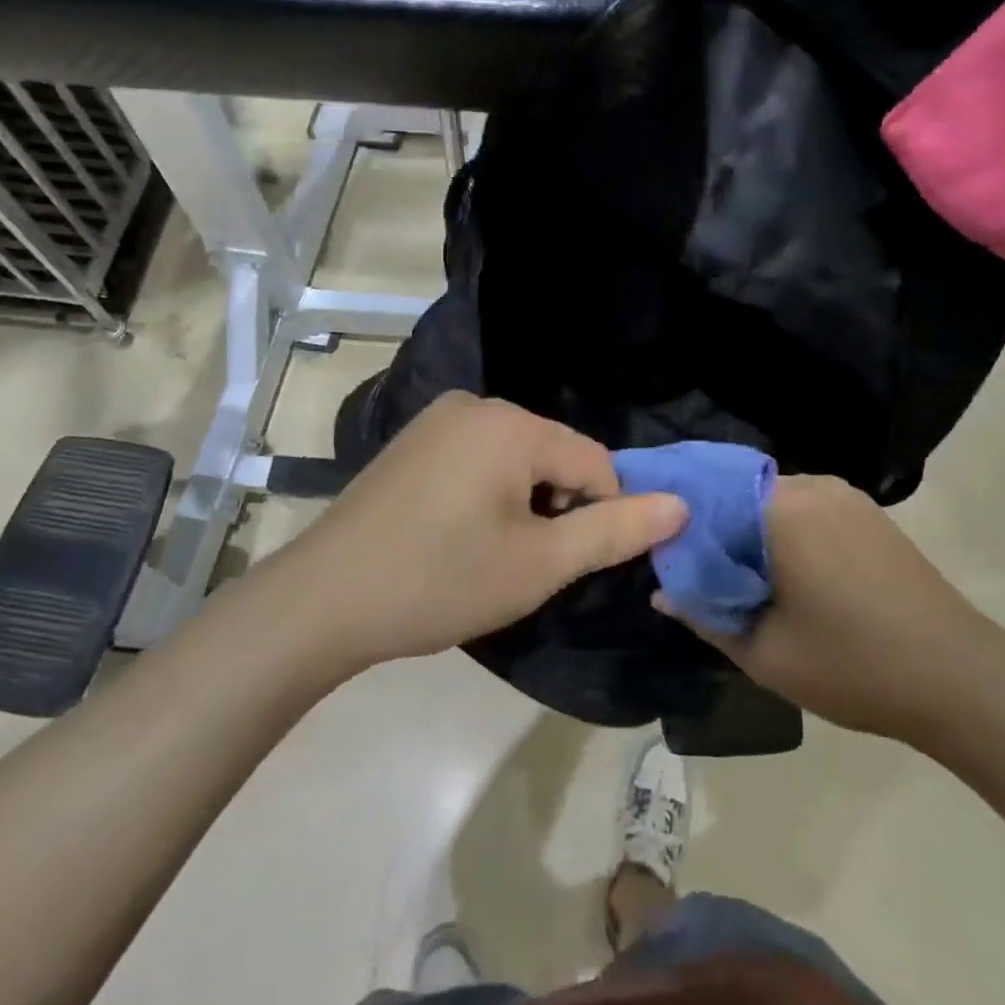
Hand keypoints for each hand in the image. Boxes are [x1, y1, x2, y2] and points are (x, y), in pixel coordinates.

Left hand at [274, 393, 687, 672]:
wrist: (324, 599)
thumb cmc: (441, 581)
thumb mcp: (539, 564)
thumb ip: (614, 532)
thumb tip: (681, 505)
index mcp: (512, 424)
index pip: (596, 462)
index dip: (596, 517)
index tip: (561, 564)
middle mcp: (476, 405)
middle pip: (555, 455)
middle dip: (555, 509)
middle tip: (518, 564)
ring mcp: (438, 419)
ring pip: (517, 459)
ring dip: (523, 505)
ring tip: (485, 554)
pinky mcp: (413, 440)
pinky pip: (479, 459)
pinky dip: (488, 494)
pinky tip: (456, 534)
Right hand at [658, 474, 1004, 746]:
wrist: (964, 680)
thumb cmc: (855, 666)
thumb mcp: (765, 653)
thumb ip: (703, 615)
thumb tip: (661, 591)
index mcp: (780, 509)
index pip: (704, 494)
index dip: (674, 520)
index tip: (655, 550)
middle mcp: (811, 486)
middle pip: (736, 494)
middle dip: (710, 528)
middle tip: (690, 571)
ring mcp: (845, 496)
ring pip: (769, 501)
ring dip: (746, 531)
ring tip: (733, 575)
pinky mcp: (868, 514)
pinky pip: (804, 509)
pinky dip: (780, 532)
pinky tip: (782, 573)